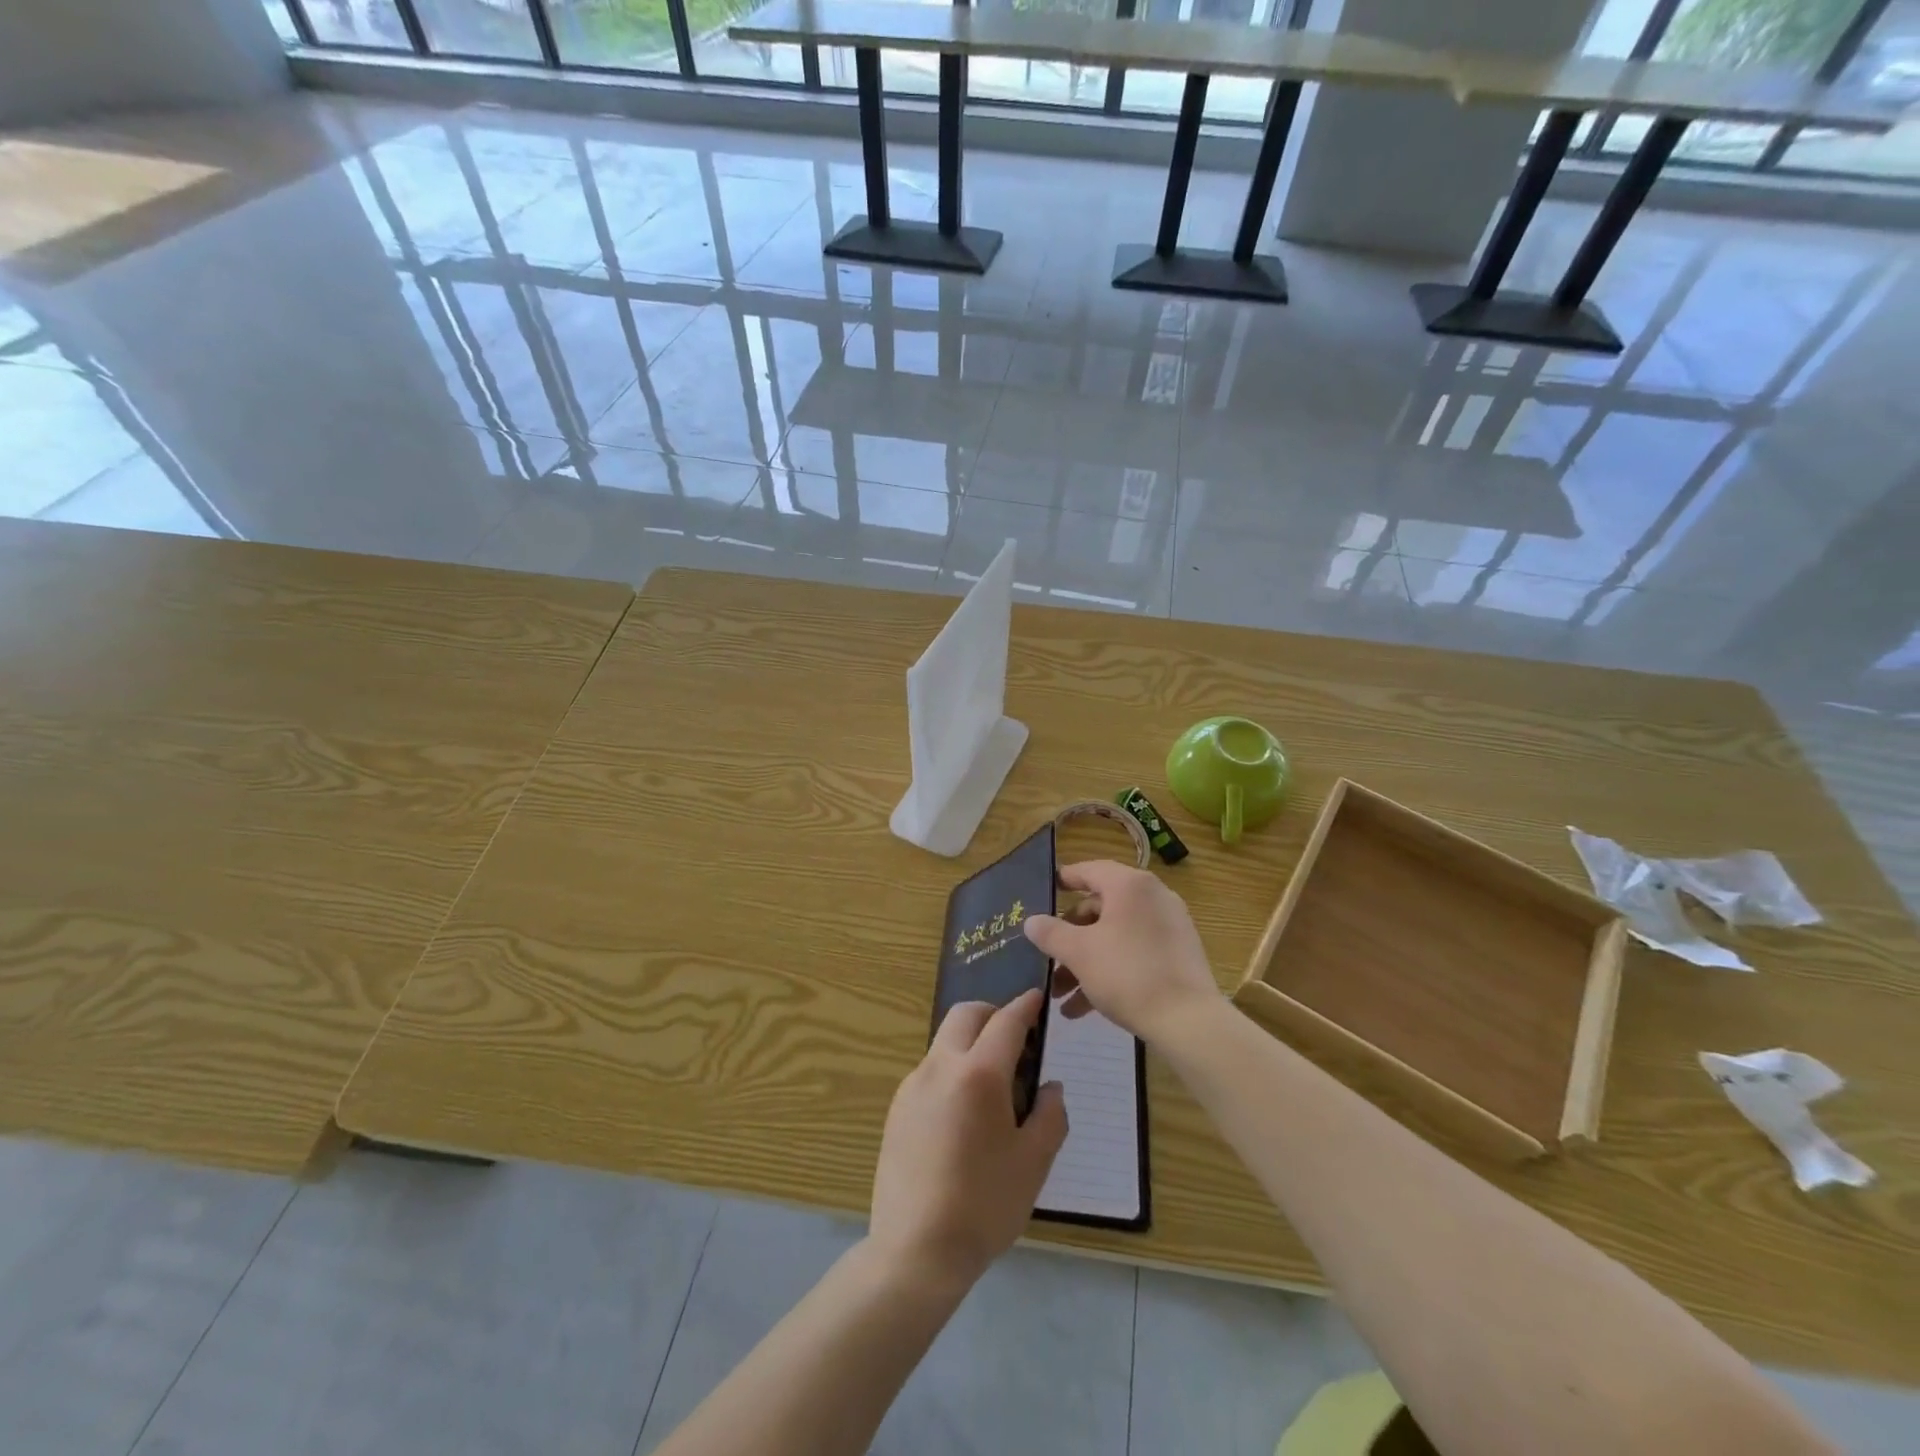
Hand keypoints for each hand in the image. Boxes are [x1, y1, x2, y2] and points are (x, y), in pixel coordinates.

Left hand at [868, 990, 1067, 1289]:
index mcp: (978, 1074)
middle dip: (993, 1014)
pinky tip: (964, 1113)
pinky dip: (952, 1069)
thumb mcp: (1034, 1163)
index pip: (1006, 1022)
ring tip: (993, 1085)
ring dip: (971, 1042)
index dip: (1025, 1007)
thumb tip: (1050, 1087)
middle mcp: (940, 1067)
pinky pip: (930, 1070)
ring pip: (945, 1040)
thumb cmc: (984, 1206)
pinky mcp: (897, 1107)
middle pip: (966, 1015)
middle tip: (1016, 1041)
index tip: (1037, 999)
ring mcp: (913, 1085)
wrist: (915, 1251)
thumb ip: (1050, 1115)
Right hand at [1023, 860, 1218, 1042]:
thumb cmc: (1127, 974)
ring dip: (1084, 962)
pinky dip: (1109, 971)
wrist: (1189, 1021)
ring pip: (1114, 936)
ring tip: (1060, 996)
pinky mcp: (1177, 954)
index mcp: (1129, 885)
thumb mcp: (1079, 952)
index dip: (1063, 880)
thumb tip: (1032, 921)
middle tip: (1047, 960)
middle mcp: (1152, 897)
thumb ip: (1050, 932)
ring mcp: (1168, 926)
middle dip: (1069, 938)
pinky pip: (1133, 953)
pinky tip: (1083, 1009)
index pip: (1089, 870)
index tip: (1043, 891)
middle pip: (1099, 908)